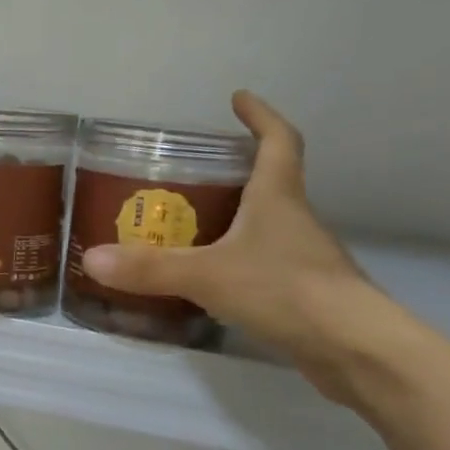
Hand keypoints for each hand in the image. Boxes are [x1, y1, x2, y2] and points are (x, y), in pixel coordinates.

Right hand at [80, 92, 384, 384]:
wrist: (356, 350)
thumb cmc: (286, 290)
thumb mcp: (207, 275)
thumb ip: (150, 268)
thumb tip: (92, 259)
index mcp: (278, 198)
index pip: (278, 141)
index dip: (260, 116)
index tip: (239, 99)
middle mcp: (295, 220)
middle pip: (270, 182)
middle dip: (234, 172)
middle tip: (190, 174)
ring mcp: (304, 258)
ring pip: (265, 226)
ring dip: (234, 220)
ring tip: (189, 226)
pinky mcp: (305, 294)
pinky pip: (265, 265)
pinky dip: (238, 262)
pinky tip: (211, 280)